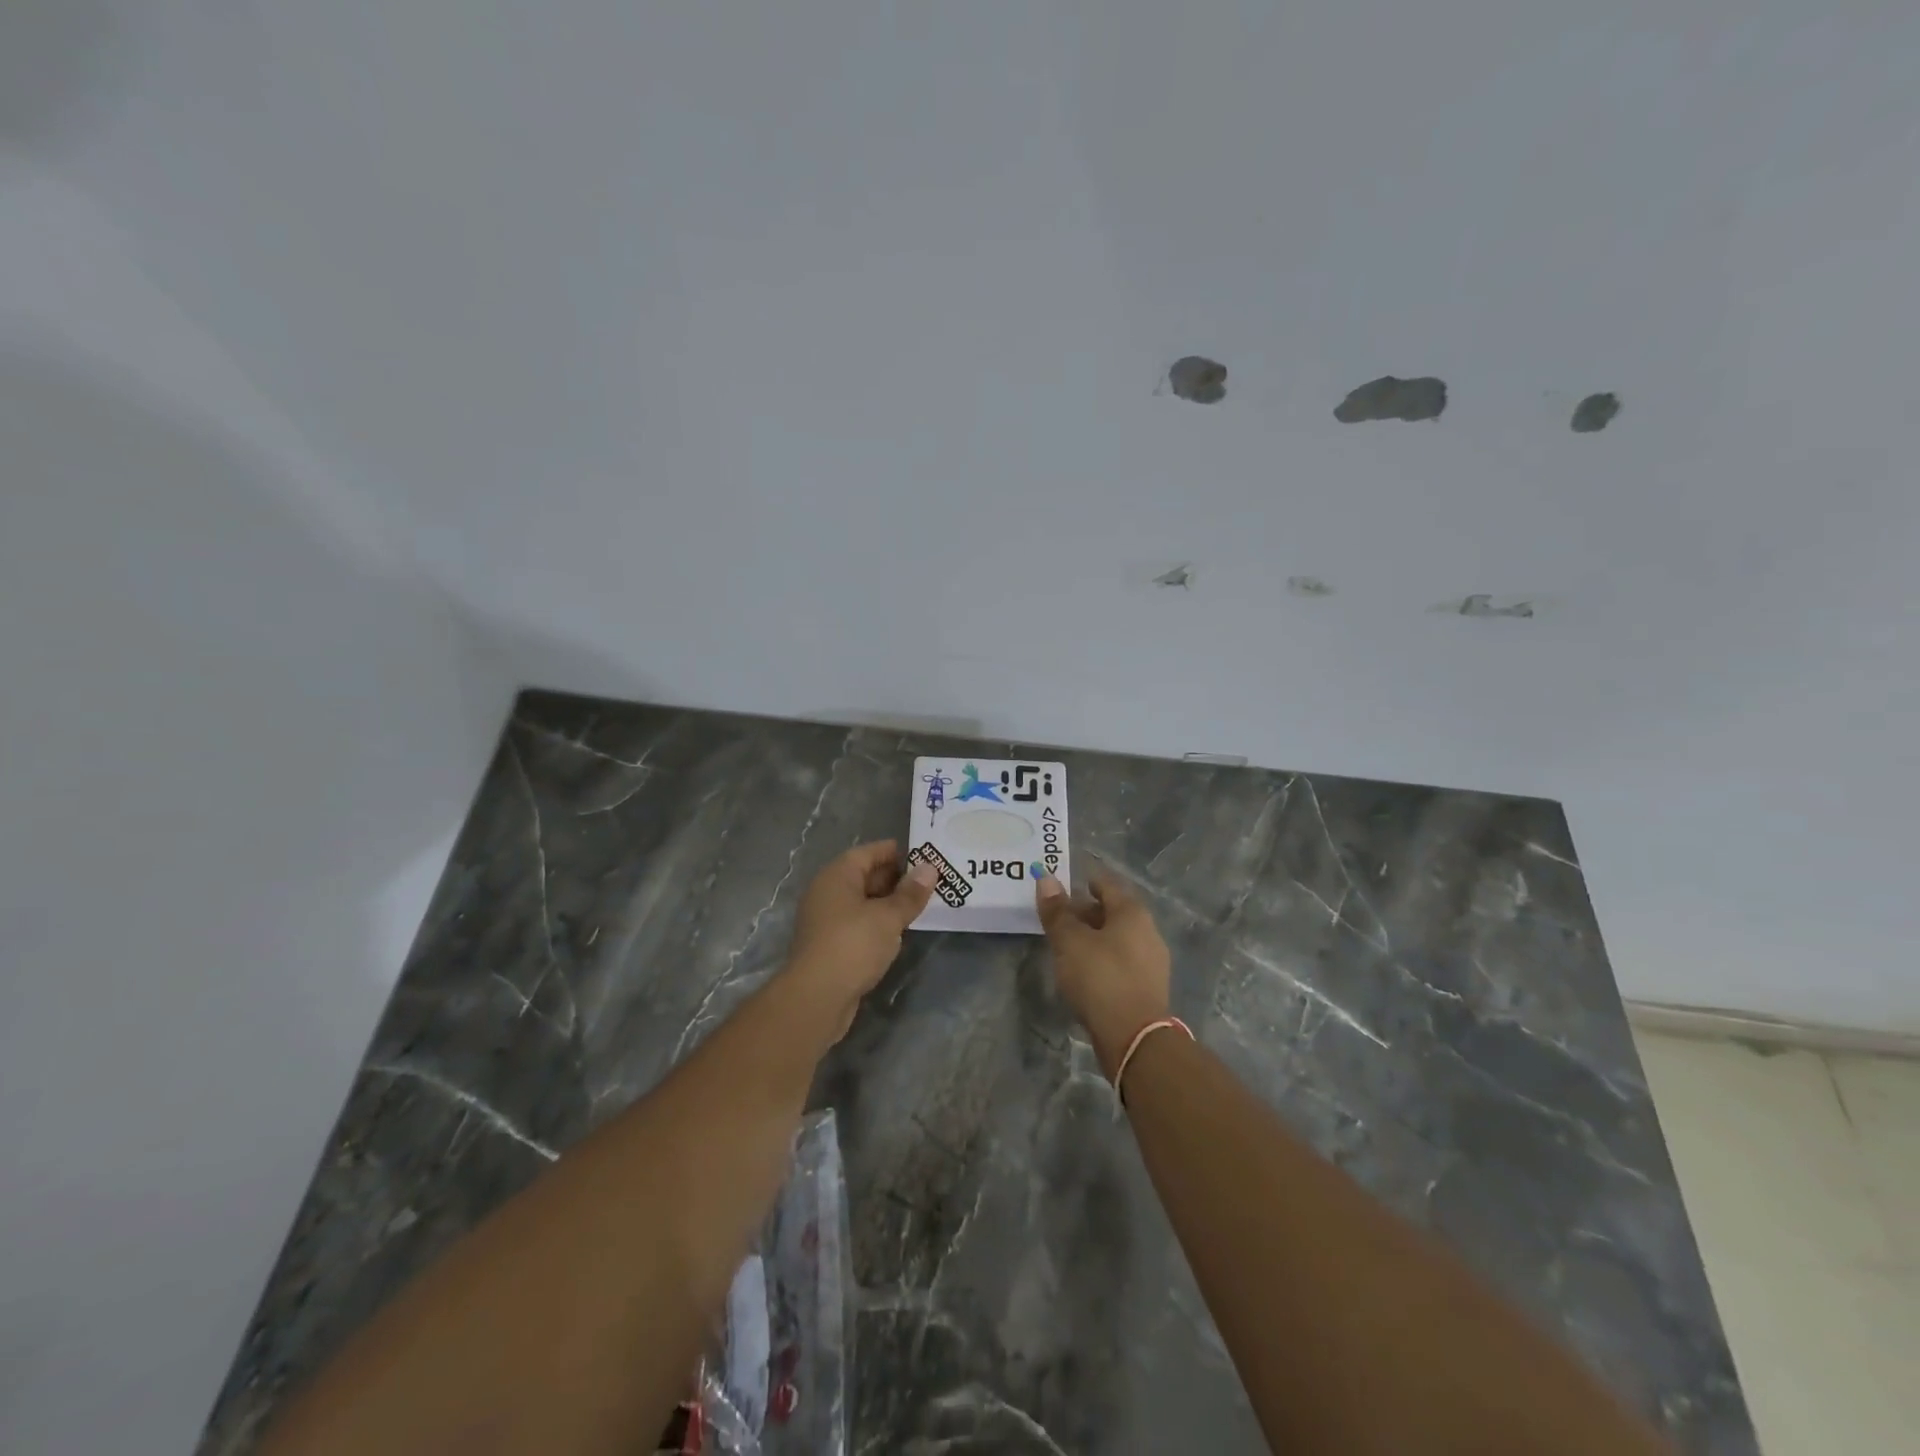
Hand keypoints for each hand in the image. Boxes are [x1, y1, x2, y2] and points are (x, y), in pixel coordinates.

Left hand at [785, 840, 935, 1037]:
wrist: (816, 997)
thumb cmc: (853, 945)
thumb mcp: (888, 917)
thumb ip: (910, 894)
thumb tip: (930, 868)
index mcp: (837, 876)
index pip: (867, 852)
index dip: (894, 851)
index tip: (922, 854)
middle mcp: (827, 892)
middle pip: (864, 876)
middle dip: (895, 878)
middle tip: (928, 881)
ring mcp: (826, 920)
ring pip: (862, 902)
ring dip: (887, 902)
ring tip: (919, 904)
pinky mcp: (830, 945)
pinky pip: (858, 923)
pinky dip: (877, 922)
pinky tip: (898, 931)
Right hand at [1036, 871, 1172, 1078]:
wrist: (1134, 1038)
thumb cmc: (1100, 978)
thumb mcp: (1070, 941)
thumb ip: (1057, 911)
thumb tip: (1046, 878)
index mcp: (1132, 912)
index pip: (1106, 883)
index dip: (1083, 880)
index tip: (1061, 884)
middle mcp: (1148, 931)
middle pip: (1112, 911)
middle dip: (1085, 911)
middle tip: (1056, 917)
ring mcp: (1150, 961)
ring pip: (1116, 938)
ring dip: (1092, 937)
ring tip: (1064, 946)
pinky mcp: (1146, 988)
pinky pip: (1120, 961)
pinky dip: (1101, 959)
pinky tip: (1082, 971)